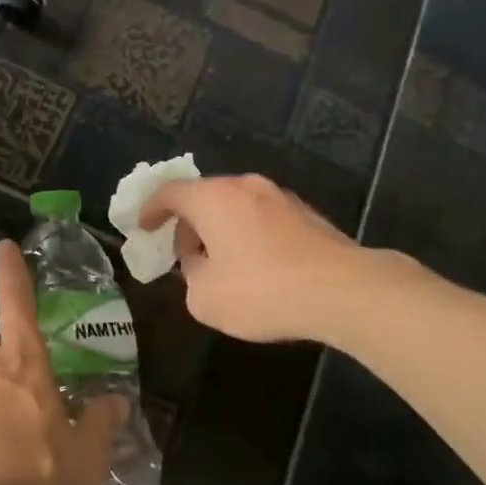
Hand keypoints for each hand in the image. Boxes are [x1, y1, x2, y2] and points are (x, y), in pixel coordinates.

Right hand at [139, 174, 365, 341]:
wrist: (342, 290)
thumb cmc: (262, 291)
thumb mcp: (206, 297)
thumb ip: (191, 276)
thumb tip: (201, 265)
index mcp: (213, 198)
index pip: (170, 192)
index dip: (151, 208)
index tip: (143, 226)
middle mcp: (246, 187)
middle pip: (205, 197)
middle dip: (189, 224)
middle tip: (184, 255)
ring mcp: (281, 198)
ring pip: (237, 207)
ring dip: (221, 230)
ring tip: (221, 265)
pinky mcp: (308, 215)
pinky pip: (264, 219)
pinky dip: (249, 235)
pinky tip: (257, 268)